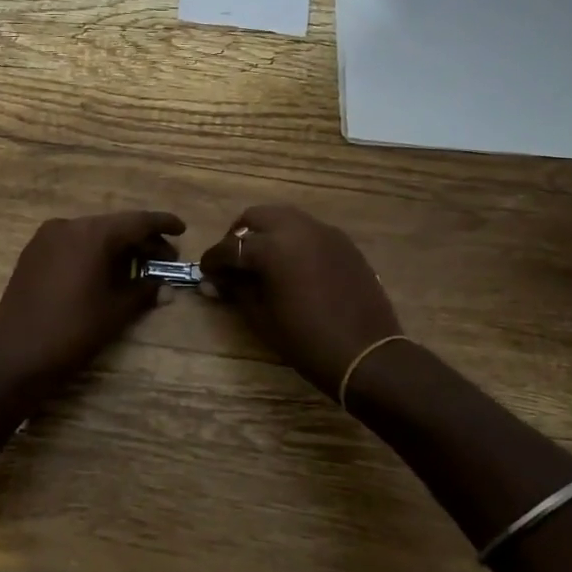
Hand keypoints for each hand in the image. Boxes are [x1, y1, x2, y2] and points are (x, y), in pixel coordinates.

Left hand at [0, 210, 185, 392]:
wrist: (16, 355)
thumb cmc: (73, 331)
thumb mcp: (116, 311)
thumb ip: (145, 291)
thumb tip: (167, 287)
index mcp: (92, 234)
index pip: (137, 222)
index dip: (162, 225)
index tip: (182, 230)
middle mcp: (68, 225)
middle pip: (114, 226)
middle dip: (140, 241)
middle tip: (165, 259)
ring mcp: (45, 238)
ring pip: (91, 234)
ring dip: (116, 247)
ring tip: (137, 268)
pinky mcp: (32, 253)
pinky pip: (71, 244)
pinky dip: (92, 253)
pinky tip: (104, 272)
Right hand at [199, 204, 401, 396]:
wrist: (365, 353)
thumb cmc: (306, 340)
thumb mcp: (261, 317)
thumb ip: (236, 290)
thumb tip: (216, 280)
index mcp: (272, 247)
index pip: (230, 247)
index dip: (213, 260)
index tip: (206, 273)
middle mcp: (297, 228)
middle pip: (256, 217)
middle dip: (239, 236)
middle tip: (234, 263)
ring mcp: (324, 232)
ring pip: (284, 218)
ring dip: (267, 233)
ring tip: (262, 261)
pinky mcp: (343, 242)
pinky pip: (309, 230)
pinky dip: (292, 240)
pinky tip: (292, 265)